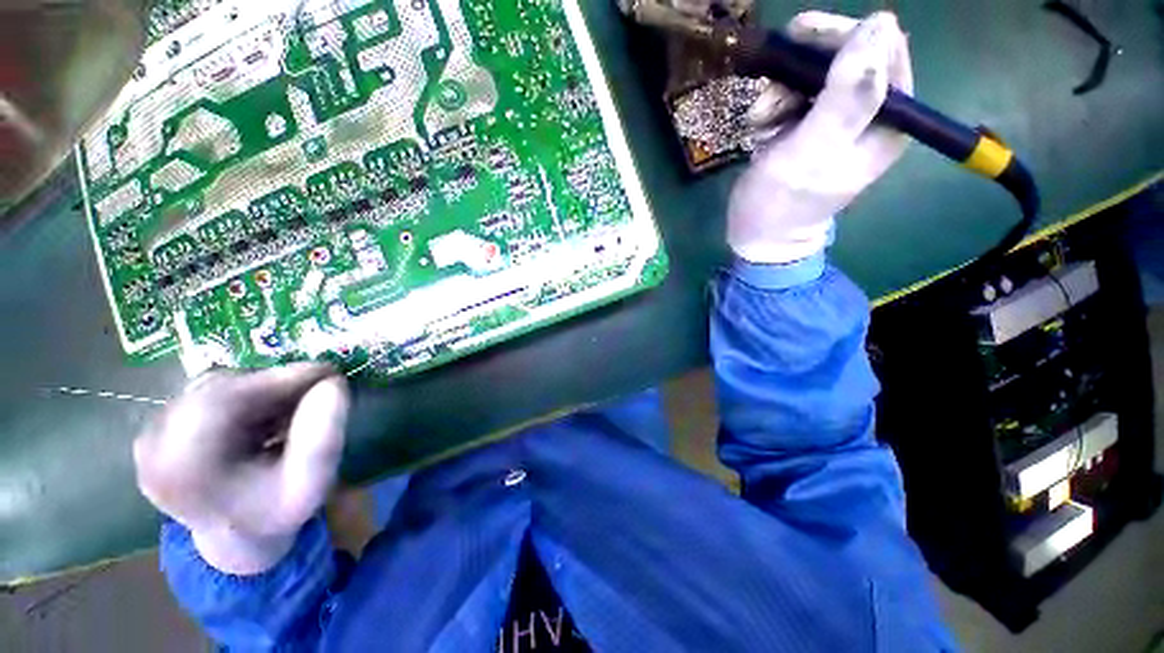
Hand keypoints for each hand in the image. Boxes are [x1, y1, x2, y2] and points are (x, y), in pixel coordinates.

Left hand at [133, 363, 349, 574]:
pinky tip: (266, 416)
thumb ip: (324, 439)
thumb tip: (334, 383)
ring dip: (260, 390)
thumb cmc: (276, 514)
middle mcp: (153, 446)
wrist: (237, 538)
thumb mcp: (311, 485)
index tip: (328, 372)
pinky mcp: (157, 427)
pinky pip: (206, 393)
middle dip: (274, 384)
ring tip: (291, 408)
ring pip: (215, 386)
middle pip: (219, 388)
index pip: (225, 399)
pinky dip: (244, 396)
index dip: (279, 379)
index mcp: (181, 468)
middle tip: (317, 388)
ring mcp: (150, 435)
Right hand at [728, 11, 912, 263]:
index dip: (843, 35)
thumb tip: (879, 24)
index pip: (883, 50)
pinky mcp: (812, 129)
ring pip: (816, 77)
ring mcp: (840, 122)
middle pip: (849, 58)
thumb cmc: (782, 203)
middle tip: (771, 80)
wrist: (757, 236)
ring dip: (782, 90)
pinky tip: (760, 130)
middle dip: (805, 65)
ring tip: (760, 120)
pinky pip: (797, 98)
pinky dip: (775, 106)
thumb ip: (846, 96)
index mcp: (890, 121)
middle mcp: (872, 116)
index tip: (799, 36)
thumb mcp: (812, 153)